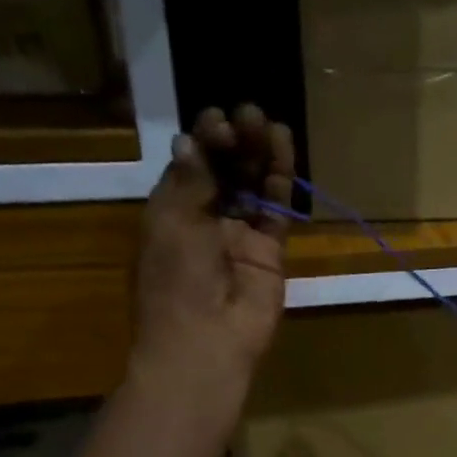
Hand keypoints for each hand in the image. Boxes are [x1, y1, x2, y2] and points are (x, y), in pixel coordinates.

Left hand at [135, 104, 294, 374]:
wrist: (206, 343)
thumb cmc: (177, 282)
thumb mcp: (173, 224)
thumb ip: (189, 182)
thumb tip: (190, 140)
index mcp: (172, 211)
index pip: (192, 164)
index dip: (205, 139)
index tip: (218, 120)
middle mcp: (206, 218)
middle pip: (225, 170)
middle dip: (235, 140)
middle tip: (249, 114)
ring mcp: (240, 235)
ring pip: (253, 185)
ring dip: (259, 153)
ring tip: (268, 122)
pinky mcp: (270, 251)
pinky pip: (276, 209)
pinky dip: (280, 180)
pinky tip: (284, 149)